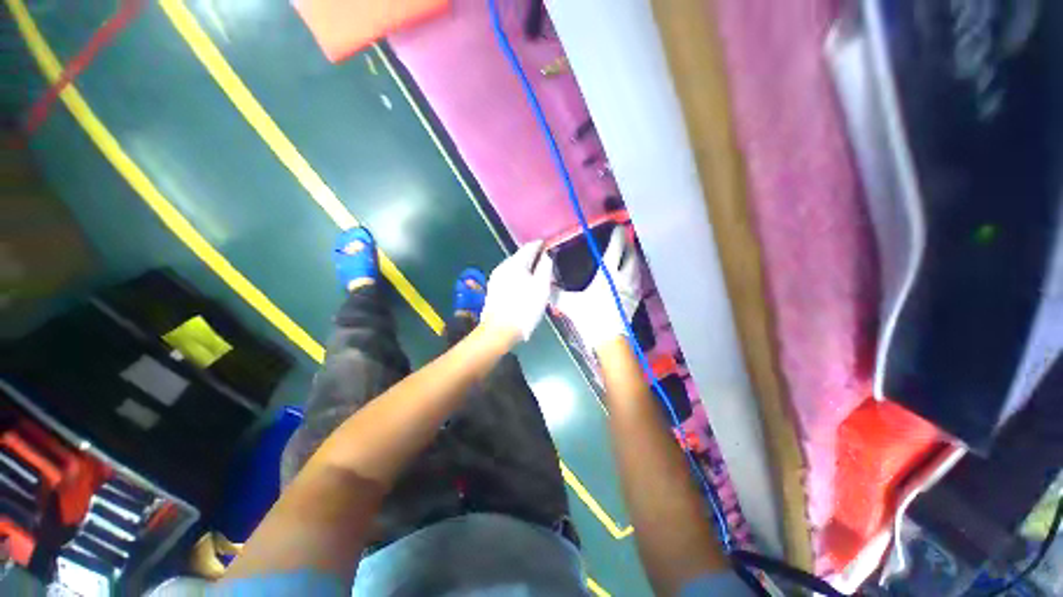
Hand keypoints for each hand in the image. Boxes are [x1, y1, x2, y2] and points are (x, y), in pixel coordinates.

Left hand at [481, 241, 554, 341]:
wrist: (499, 331)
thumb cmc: (524, 308)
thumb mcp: (541, 287)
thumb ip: (545, 267)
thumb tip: (547, 255)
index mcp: (515, 263)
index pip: (529, 247)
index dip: (541, 245)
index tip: (549, 246)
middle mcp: (503, 266)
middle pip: (521, 257)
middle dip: (534, 258)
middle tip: (547, 265)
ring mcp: (496, 278)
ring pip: (515, 267)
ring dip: (527, 269)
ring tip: (538, 277)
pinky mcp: (494, 289)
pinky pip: (510, 277)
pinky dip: (519, 277)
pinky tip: (525, 287)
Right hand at [554, 227, 641, 350]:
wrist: (609, 340)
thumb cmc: (591, 318)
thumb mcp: (570, 305)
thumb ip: (556, 294)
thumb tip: (545, 284)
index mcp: (608, 275)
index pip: (616, 249)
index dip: (618, 236)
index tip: (618, 227)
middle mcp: (623, 278)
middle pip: (631, 255)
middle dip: (628, 244)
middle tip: (624, 237)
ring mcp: (632, 288)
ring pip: (637, 266)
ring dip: (633, 257)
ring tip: (628, 252)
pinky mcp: (636, 299)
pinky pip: (638, 279)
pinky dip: (635, 271)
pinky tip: (630, 273)